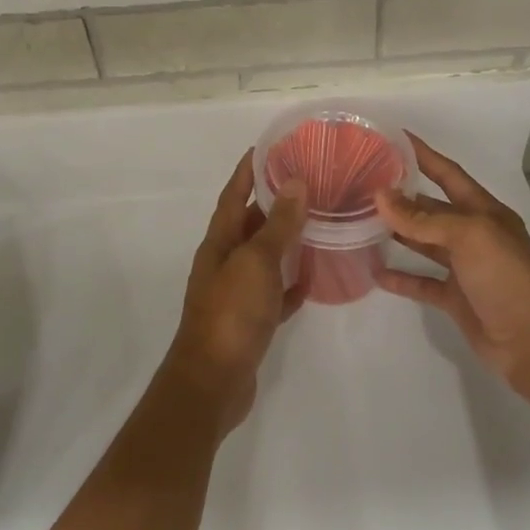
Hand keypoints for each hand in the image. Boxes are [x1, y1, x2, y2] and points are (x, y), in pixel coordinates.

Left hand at [164, 154, 307, 434]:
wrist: (213, 382)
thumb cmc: (231, 313)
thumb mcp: (256, 262)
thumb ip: (278, 224)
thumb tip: (295, 182)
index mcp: (219, 242)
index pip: (233, 194)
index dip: (247, 170)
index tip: (268, 148)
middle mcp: (224, 262)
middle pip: (248, 224)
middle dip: (272, 203)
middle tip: (306, 184)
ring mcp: (235, 294)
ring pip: (262, 258)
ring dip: (284, 241)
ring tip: (316, 223)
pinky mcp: (249, 323)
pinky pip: (273, 294)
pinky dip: (289, 284)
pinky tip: (311, 279)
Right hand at [374, 134, 529, 397]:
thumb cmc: (508, 278)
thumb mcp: (469, 237)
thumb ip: (423, 219)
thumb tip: (380, 195)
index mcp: (483, 211)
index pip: (448, 173)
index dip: (423, 154)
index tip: (393, 136)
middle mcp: (473, 234)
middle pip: (431, 207)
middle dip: (401, 195)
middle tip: (362, 182)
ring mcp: (464, 268)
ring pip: (423, 243)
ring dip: (396, 232)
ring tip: (359, 220)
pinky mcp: (455, 299)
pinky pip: (421, 282)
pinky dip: (400, 277)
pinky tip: (374, 271)